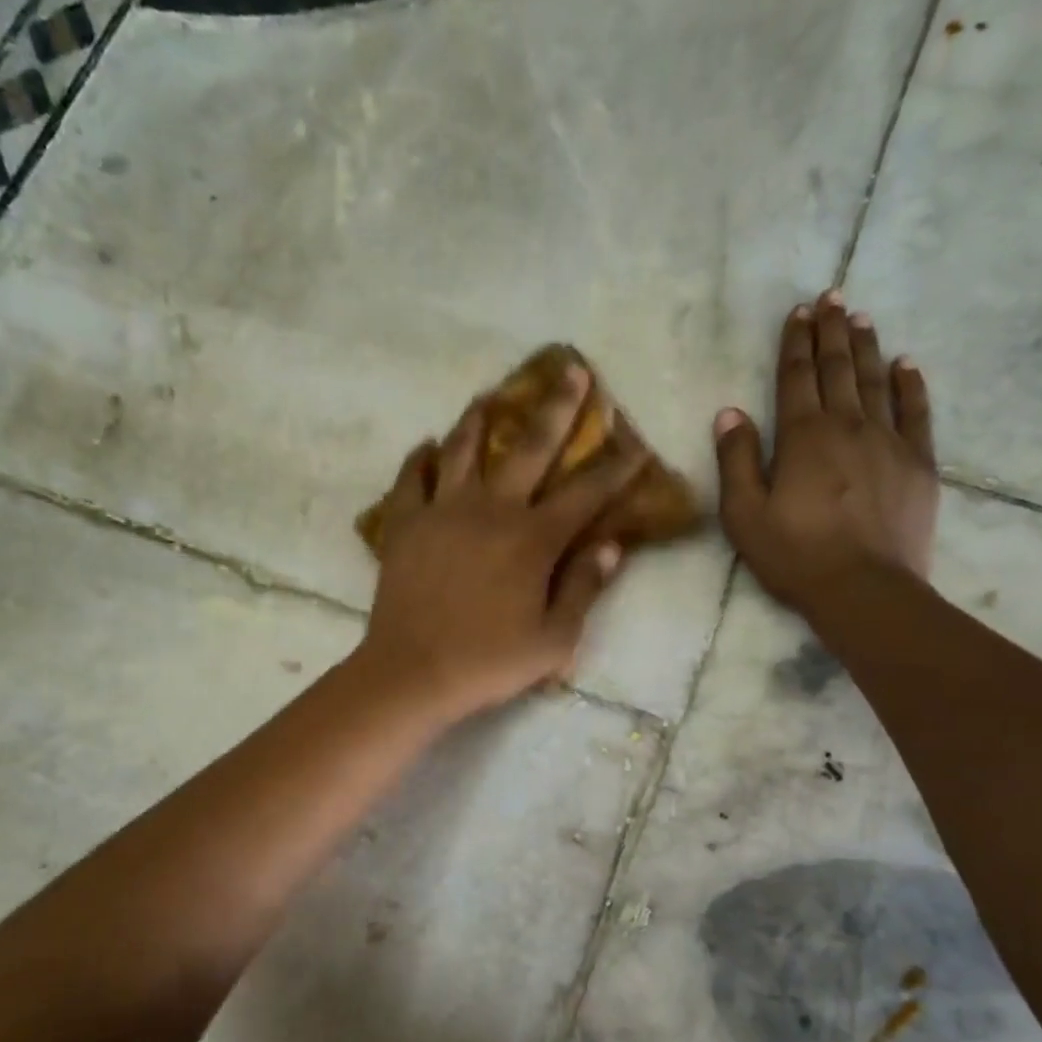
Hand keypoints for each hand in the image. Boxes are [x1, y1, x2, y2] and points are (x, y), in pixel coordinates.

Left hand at [358, 362, 647, 720]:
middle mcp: (491, 510)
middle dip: (558, 407)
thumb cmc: (488, 662)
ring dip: (480, 419)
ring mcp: (443, 511)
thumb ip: (583, 588)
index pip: (586, 493)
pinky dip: (419, 459)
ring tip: (489, 395)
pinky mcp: (405, 524)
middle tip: (573, 370)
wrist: (412, 672)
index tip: (637, 442)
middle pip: (529, 447)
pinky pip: (411, 479)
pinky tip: (426, 447)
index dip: (617, 468)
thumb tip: (611, 547)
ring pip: (463, 449)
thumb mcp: (553, 640)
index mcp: (533, 539)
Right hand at [715, 291, 937, 611]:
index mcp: (802, 437)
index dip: (795, 343)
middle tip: (831, 298)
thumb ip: (736, 460)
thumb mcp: (744, 515)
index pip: (796, 377)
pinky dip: (910, 384)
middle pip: (838, 369)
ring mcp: (889, 441)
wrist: (864, 589)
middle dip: (831, 332)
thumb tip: (729, 412)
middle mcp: (847, 426)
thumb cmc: (795, 555)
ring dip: (866, 347)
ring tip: (861, 317)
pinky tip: (906, 364)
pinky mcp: (918, 462)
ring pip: (875, 381)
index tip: (798, 312)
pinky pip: (917, 411)